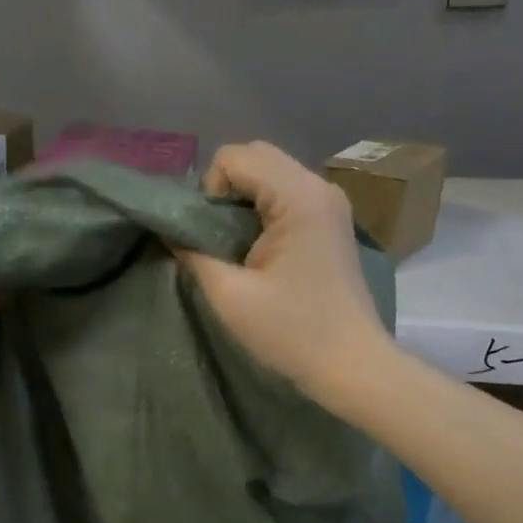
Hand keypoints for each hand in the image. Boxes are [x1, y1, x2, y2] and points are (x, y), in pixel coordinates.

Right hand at [176, 142, 394, 400]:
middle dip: (225, 190)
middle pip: (256, 157)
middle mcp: (319, 186)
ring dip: (243, 201)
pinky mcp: (333, 223)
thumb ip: (193, 253)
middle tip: (216, 239)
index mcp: (298, 196)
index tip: (208, 237)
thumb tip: (171, 230)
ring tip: (235, 248)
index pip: (234, 157)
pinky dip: (263, 211)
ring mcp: (331, 204)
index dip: (208, 191)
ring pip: (272, 175)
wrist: (352, 365)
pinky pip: (288, 195)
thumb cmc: (292, 332)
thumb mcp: (230, 296)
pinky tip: (259, 252)